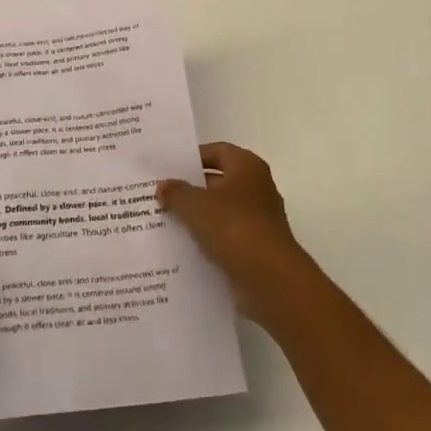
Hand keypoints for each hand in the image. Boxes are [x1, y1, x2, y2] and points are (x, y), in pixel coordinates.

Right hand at [158, 143, 314, 325]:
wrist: (270, 280)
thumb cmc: (234, 227)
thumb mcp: (195, 205)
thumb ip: (176, 192)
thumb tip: (163, 186)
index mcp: (247, 167)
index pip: (217, 151)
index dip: (192, 157)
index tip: (167, 167)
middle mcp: (257, 188)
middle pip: (218, 182)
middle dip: (191, 188)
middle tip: (160, 194)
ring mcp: (258, 220)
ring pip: (220, 212)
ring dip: (197, 217)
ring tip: (164, 220)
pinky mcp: (255, 248)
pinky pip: (225, 237)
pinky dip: (207, 240)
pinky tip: (182, 246)